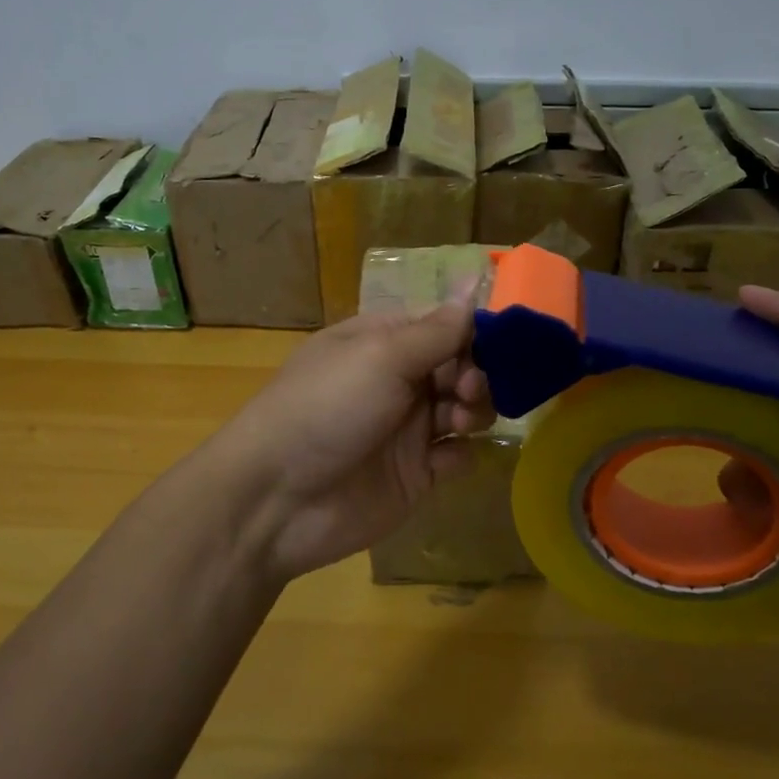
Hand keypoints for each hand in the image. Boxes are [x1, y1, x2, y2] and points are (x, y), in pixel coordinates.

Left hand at [217, 301, 493, 582]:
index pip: (443, 324)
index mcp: (383, 341)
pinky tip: (448, 457)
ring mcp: (407, 429)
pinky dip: (461, 453)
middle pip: (460, 366)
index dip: (474, 331)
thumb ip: (436, 329)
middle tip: (467, 388)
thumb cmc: (327, 408)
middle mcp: (398, 380)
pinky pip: (456, 455)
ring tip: (458, 420)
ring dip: (474, 409)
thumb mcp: (381, 356)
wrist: (277, 499)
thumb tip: (472, 279)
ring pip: (464, 408)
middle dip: (476, 373)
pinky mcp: (415, 474)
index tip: (501, 342)